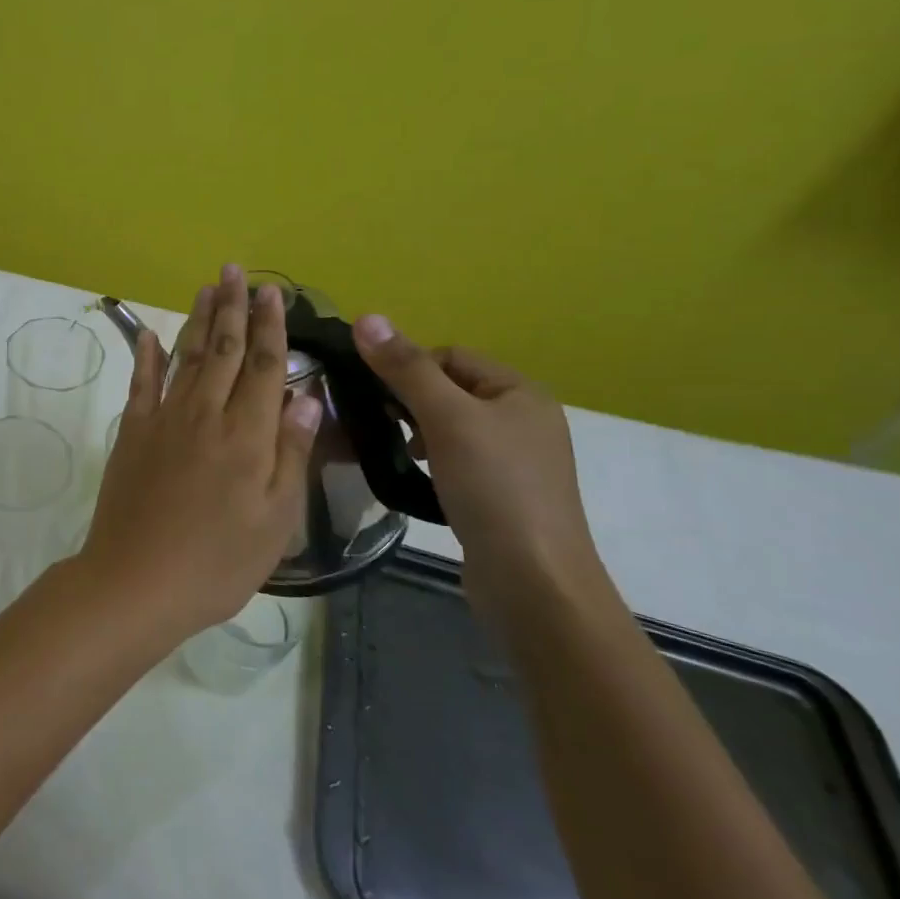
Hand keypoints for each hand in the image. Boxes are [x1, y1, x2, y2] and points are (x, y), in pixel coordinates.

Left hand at [79, 265, 323, 643]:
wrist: (137, 580)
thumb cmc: (218, 561)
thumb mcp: (275, 519)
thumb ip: (290, 452)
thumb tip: (307, 395)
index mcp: (247, 435)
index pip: (265, 366)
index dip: (270, 326)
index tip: (272, 292)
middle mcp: (206, 414)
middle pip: (224, 350)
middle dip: (233, 308)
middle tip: (234, 271)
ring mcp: (164, 419)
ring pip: (187, 356)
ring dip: (198, 320)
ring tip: (206, 288)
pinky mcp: (132, 432)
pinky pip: (141, 383)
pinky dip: (145, 354)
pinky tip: (148, 332)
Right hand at [351, 315, 606, 618]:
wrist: (534, 581)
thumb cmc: (494, 487)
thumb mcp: (446, 418)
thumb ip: (405, 368)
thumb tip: (365, 317)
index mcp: (521, 392)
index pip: (451, 356)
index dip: (409, 368)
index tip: (377, 396)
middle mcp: (525, 419)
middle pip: (451, 390)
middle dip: (411, 401)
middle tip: (382, 424)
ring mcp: (517, 461)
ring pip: (451, 426)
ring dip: (418, 432)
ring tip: (400, 453)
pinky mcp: (504, 495)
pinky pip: (459, 459)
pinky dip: (433, 461)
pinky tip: (419, 479)